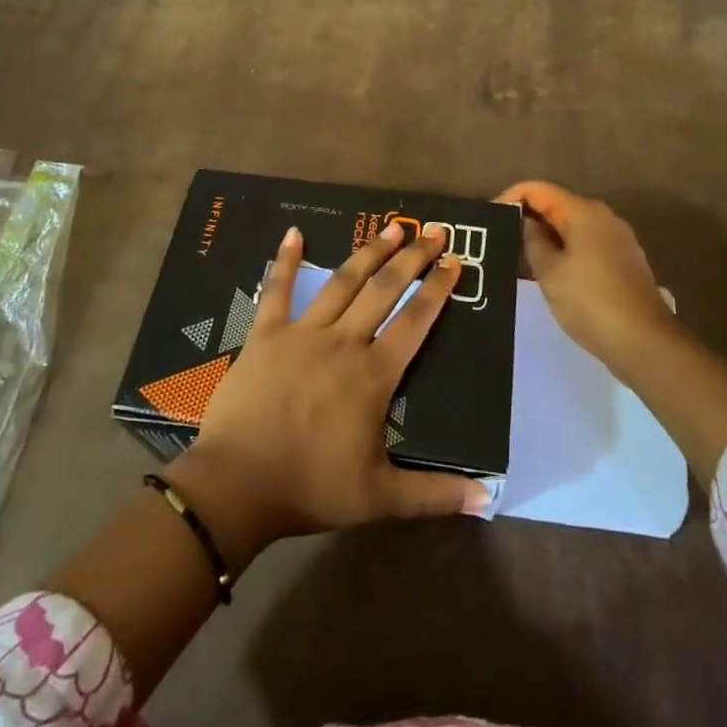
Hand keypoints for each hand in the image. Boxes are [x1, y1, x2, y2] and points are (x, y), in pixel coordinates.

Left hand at [166, 221, 492, 568]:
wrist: (237, 486)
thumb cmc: (311, 488)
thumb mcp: (380, 498)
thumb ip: (435, 493)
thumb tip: (489, 499)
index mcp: (373, 374)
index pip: (415, 321)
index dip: (437, 289)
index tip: (455, 261)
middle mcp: (343, 342)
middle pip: (384, 290)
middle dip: (412, 258)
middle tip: (433, 231)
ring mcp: (302, 333)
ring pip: (343, 282)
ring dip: (368, 252)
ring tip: (391, 227)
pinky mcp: (266, 334)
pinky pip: (278, 290)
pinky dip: (287, 261)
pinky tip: (294, 233)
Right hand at [498, 180, 678, 374]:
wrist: (644, 342)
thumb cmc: (590, 301)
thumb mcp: (549, 272)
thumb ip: (532, 241)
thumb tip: (527, 223)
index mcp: (584, 211)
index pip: (538, 189)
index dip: (511, 198)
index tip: (491, 219)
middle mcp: (604, 217)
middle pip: (557, 205)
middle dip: (528, 218)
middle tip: (501, 239)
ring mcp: (618, 239)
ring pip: (572, 227)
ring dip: (547, 237)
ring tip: (520, 258)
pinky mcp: (624, 261)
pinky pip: (586, 245)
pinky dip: (565, 251)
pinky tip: (551, 273)